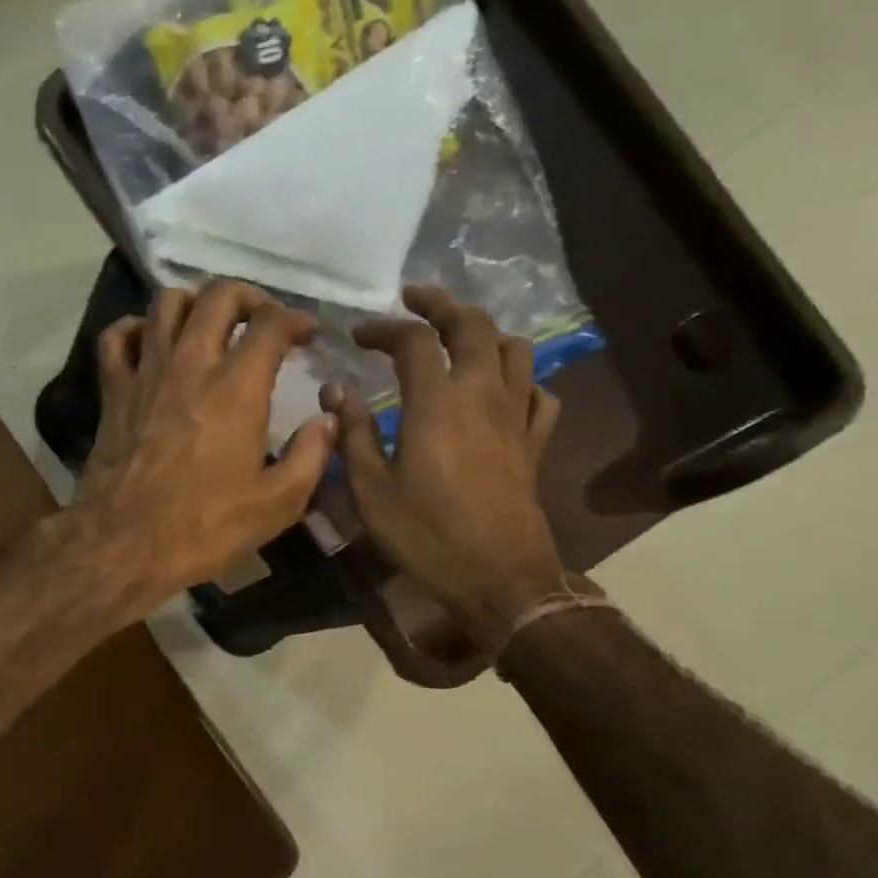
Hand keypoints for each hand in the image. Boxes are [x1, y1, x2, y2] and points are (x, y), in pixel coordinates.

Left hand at [76, 280, 336, 608]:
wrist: (123, 544)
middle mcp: (191, 364)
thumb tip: (328, 420)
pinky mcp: (113, 391)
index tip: (308, 335)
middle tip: (262, 319)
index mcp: (237, 388)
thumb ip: (310, 457)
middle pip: (218, 296)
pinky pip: (116, 337)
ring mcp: (146, 373)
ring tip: (209, 324)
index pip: (271, 324)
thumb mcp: (276, 505)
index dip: (296, 319)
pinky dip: (135, 329)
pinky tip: (150, 342)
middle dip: (248, 296)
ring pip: (166, 303)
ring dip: (194, 303)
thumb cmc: (204, 528)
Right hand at [322, 287, 567, 650]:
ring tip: (459, 339)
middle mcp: (482, 396)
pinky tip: (504, 391)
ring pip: (515, 351)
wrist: (499, 578)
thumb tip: (337, 392)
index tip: (358, 335)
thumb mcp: (371, 491)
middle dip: (442, 304)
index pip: (414, 341)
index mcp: (437, 403)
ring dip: (485, 333)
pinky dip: (522, 381)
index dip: (384, 328)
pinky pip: (540, 395)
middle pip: (473, 326)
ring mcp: (516, 418)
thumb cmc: (426, 536)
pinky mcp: (535, 444)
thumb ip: (354, 435)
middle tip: (415, 299)